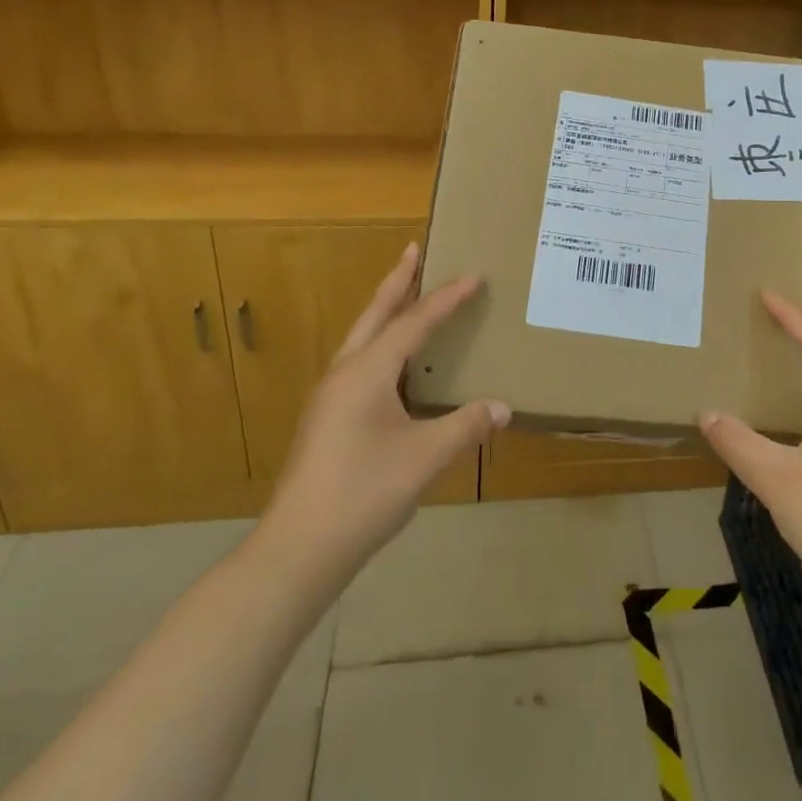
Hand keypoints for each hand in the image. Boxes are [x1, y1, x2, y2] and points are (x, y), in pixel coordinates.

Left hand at [258, 243, 508, 580]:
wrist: (298, 550)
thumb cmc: (364, 493)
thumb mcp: (425, 457)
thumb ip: (466, 427)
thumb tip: (503, 408)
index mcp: (367, 372)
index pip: (414, 323)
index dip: (446, 298)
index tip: (473, 275)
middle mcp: (344, 373)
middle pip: (375, 315)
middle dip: (397, 281)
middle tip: (414, 250)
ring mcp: (330, 398)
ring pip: (362, 338)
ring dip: (385, 312)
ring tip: (406, 296)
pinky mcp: (326, 420)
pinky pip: (359, 364)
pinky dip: (380, 345)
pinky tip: (394, 366)